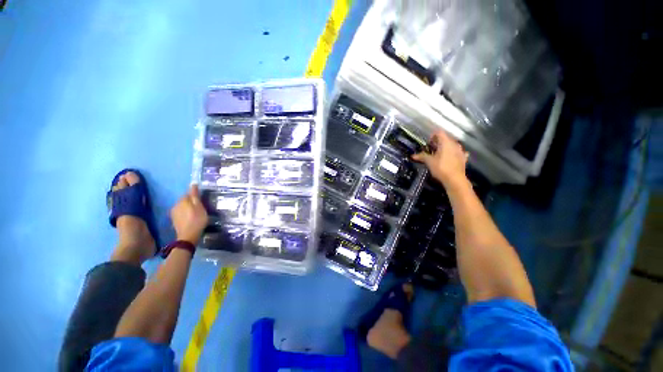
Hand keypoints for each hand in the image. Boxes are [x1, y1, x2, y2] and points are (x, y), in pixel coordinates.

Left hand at [170, 184, 207, 244]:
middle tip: (200, 206)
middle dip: (191, 201)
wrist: (188, 236)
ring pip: (182, 206)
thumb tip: (193, 184)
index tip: (201, 199)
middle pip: (184, 200)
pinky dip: (185, 213)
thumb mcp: (199, 207)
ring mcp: (174, 213)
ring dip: (188, 207)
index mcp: (182, 201)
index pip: (188, 193)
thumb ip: (195, 196)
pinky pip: (180, 212)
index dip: (195, 195)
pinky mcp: (174, 219)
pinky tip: (190, 217)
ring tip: (196, 212)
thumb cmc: (197, 220)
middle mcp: (176, 205)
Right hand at [412, 130, 467, 186]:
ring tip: (439, 154)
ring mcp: (460, 151)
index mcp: (445, 142)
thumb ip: (422, 156)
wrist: (455, 179)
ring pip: (452, 145)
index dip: (432, 136)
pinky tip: (449, 158)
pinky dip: (453, 153)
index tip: (428, 143)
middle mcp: (454, 144)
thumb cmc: (441, 168)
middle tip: (431, 149)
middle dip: (438, 142)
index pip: (439, 132)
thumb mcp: (429, 162)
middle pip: (446, 138)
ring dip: (445, 147)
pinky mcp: (463, 158)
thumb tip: (413, 156)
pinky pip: (457, 152)